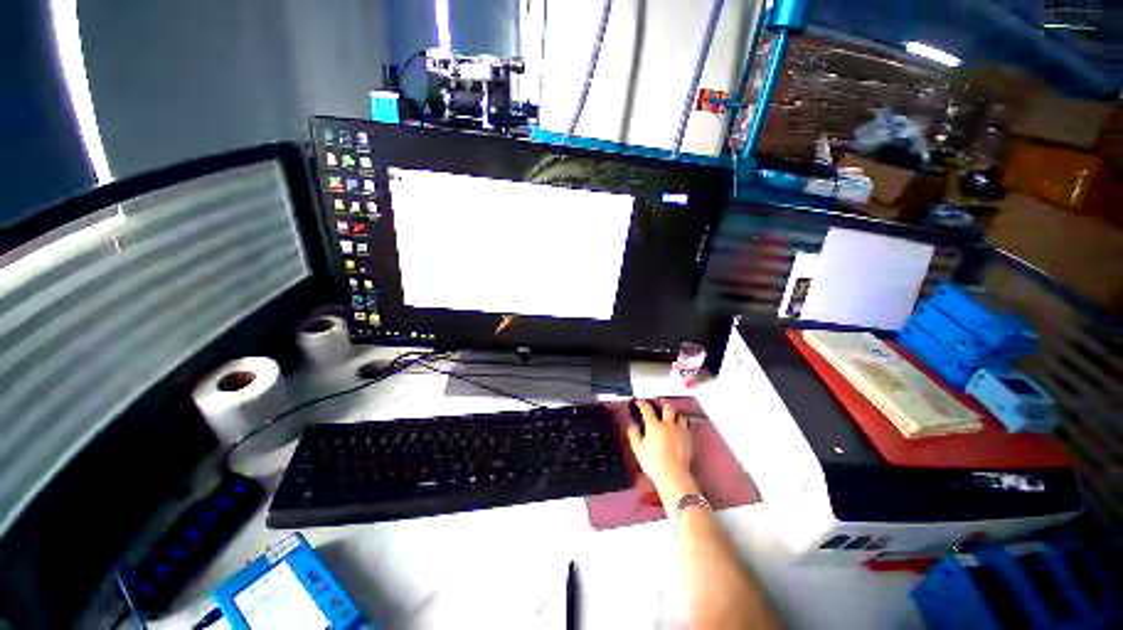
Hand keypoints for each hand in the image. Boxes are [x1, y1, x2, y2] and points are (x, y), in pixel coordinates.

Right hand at [626, 399, 697, 503]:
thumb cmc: (654, 463)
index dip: (642, 403)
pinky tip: (679, 427)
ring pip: (679, 415)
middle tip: (657, 401)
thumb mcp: (638, 449)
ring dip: (674, 413)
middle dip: (661, 402)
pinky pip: (686, 426)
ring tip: (671, 414)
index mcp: (654, 426)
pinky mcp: (688, 439)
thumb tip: (632, 426)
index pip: (647, 409)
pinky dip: (681, 423)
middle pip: (667, 407)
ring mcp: (679, 431)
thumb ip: (633, 434)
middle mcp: (668, 425)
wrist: (673, 475)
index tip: (639, 402)